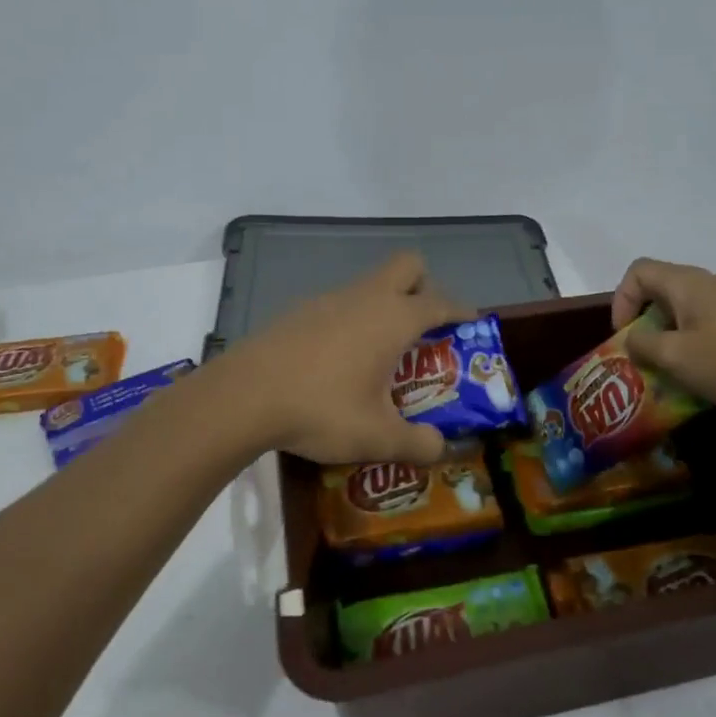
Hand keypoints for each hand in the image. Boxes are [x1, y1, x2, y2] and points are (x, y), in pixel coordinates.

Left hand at [230, 251, 470, 465]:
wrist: (244, 395)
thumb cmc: (322, 409)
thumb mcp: (377, 436)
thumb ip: (417, 444)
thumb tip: (439, 449)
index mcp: (394, 319)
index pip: (440, 302)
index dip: (461, 311)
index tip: (471, 323)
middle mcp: (366, 298)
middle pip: (407, 266)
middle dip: (424, 287)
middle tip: (424, 327)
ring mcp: (328, 299)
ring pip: (370, 285)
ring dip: (385, 306)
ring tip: (381, 354)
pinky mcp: (299, 310)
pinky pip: (340, 303)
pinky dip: (351, 320)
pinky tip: (337, 361)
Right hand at [612, 258, 715, 417]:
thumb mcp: (677, 358)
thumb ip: (643, 345)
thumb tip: (633, 339)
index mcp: (688, 283)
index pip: (638, 271)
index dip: (621, 300)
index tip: (626, 337)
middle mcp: (712, 281)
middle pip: (663, 290)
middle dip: (646, 323)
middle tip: (646, 359)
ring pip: (689, 309)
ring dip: (673, 336)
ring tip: (675, 371)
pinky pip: (713, 322)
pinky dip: (698, 342)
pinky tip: (709, 372)